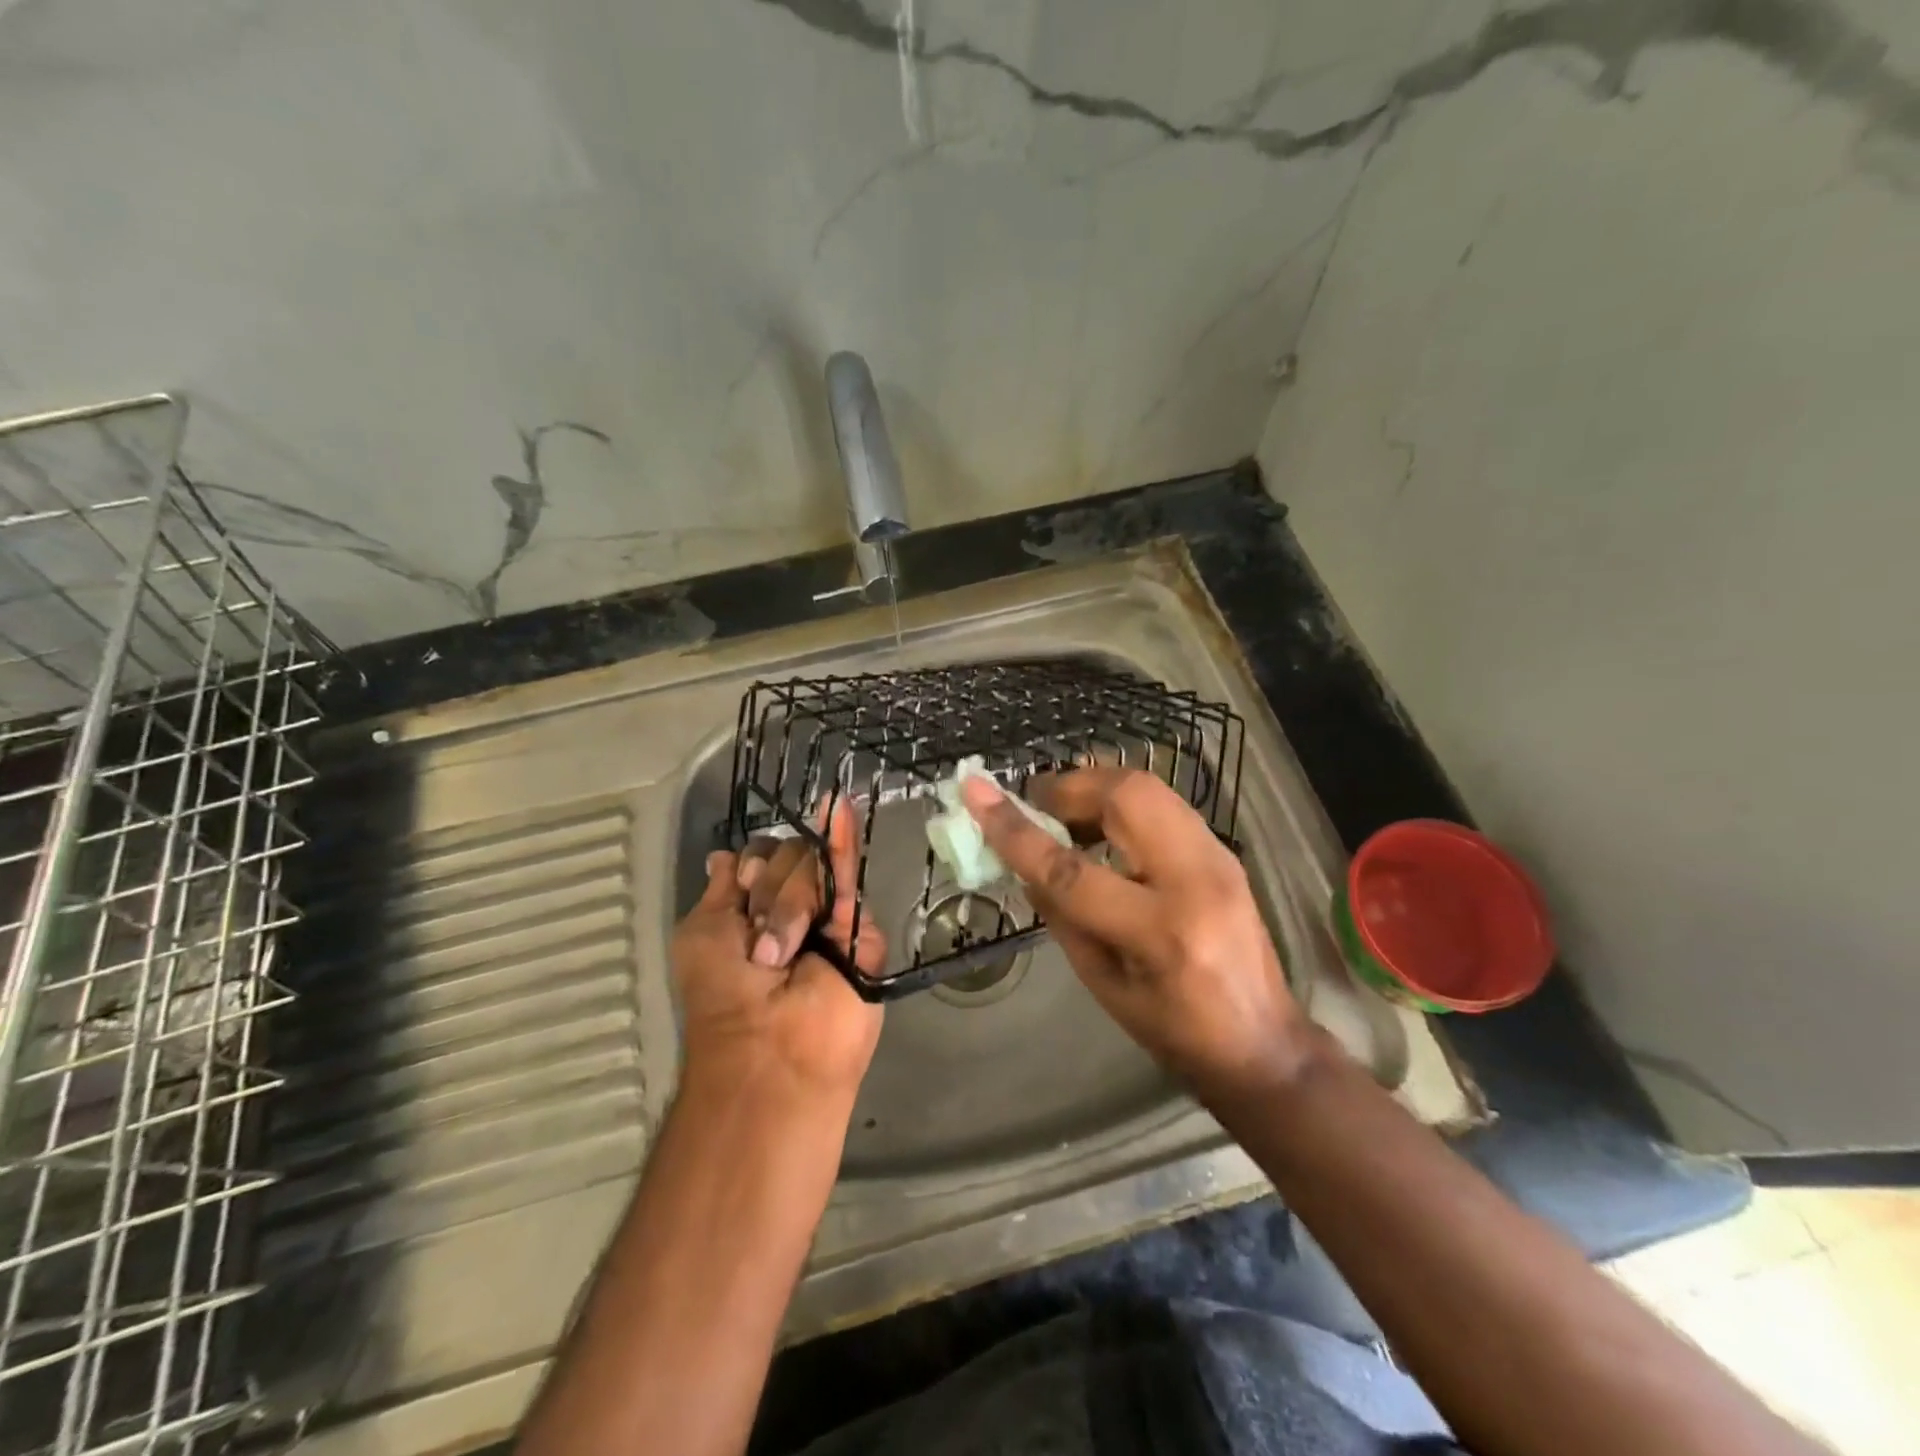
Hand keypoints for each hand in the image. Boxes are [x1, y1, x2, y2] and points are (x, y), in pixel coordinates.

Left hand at [671, 803, 883, 1107]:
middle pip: (788, 854)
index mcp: (751, 911)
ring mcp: (827, 916)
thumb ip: (721, 889)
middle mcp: (791, 907)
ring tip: (786, 952)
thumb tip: (725, 855)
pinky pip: (850, 879)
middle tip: (764, 944)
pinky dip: (844, 839)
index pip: (760, 856)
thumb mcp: (702, 935)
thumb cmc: (725, 998)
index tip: (743, 888)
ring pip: (815, 864)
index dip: (753, 864)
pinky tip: (840, 806)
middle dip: (771, 889)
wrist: (774, 1051)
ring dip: (792, 901)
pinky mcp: (860, 929)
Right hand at [961, 768, 1302, 1088]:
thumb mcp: (1102, 984)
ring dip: (1095, 788)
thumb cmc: (1173, 1030)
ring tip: (1064, 812)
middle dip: (1068, 787)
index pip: (1072, 870)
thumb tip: (1023, 860)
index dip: (1016, 831)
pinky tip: (1101, 826)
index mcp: (1161, 933)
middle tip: (1035, 802)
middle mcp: (1197, 881)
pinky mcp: (1224, 850)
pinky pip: (1163, 802)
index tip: (976, 794)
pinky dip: (1121, 801)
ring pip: (1148, 786)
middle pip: (1124, 797)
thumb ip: (1060, 914)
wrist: (1263, 1042)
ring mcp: (1219, 858)